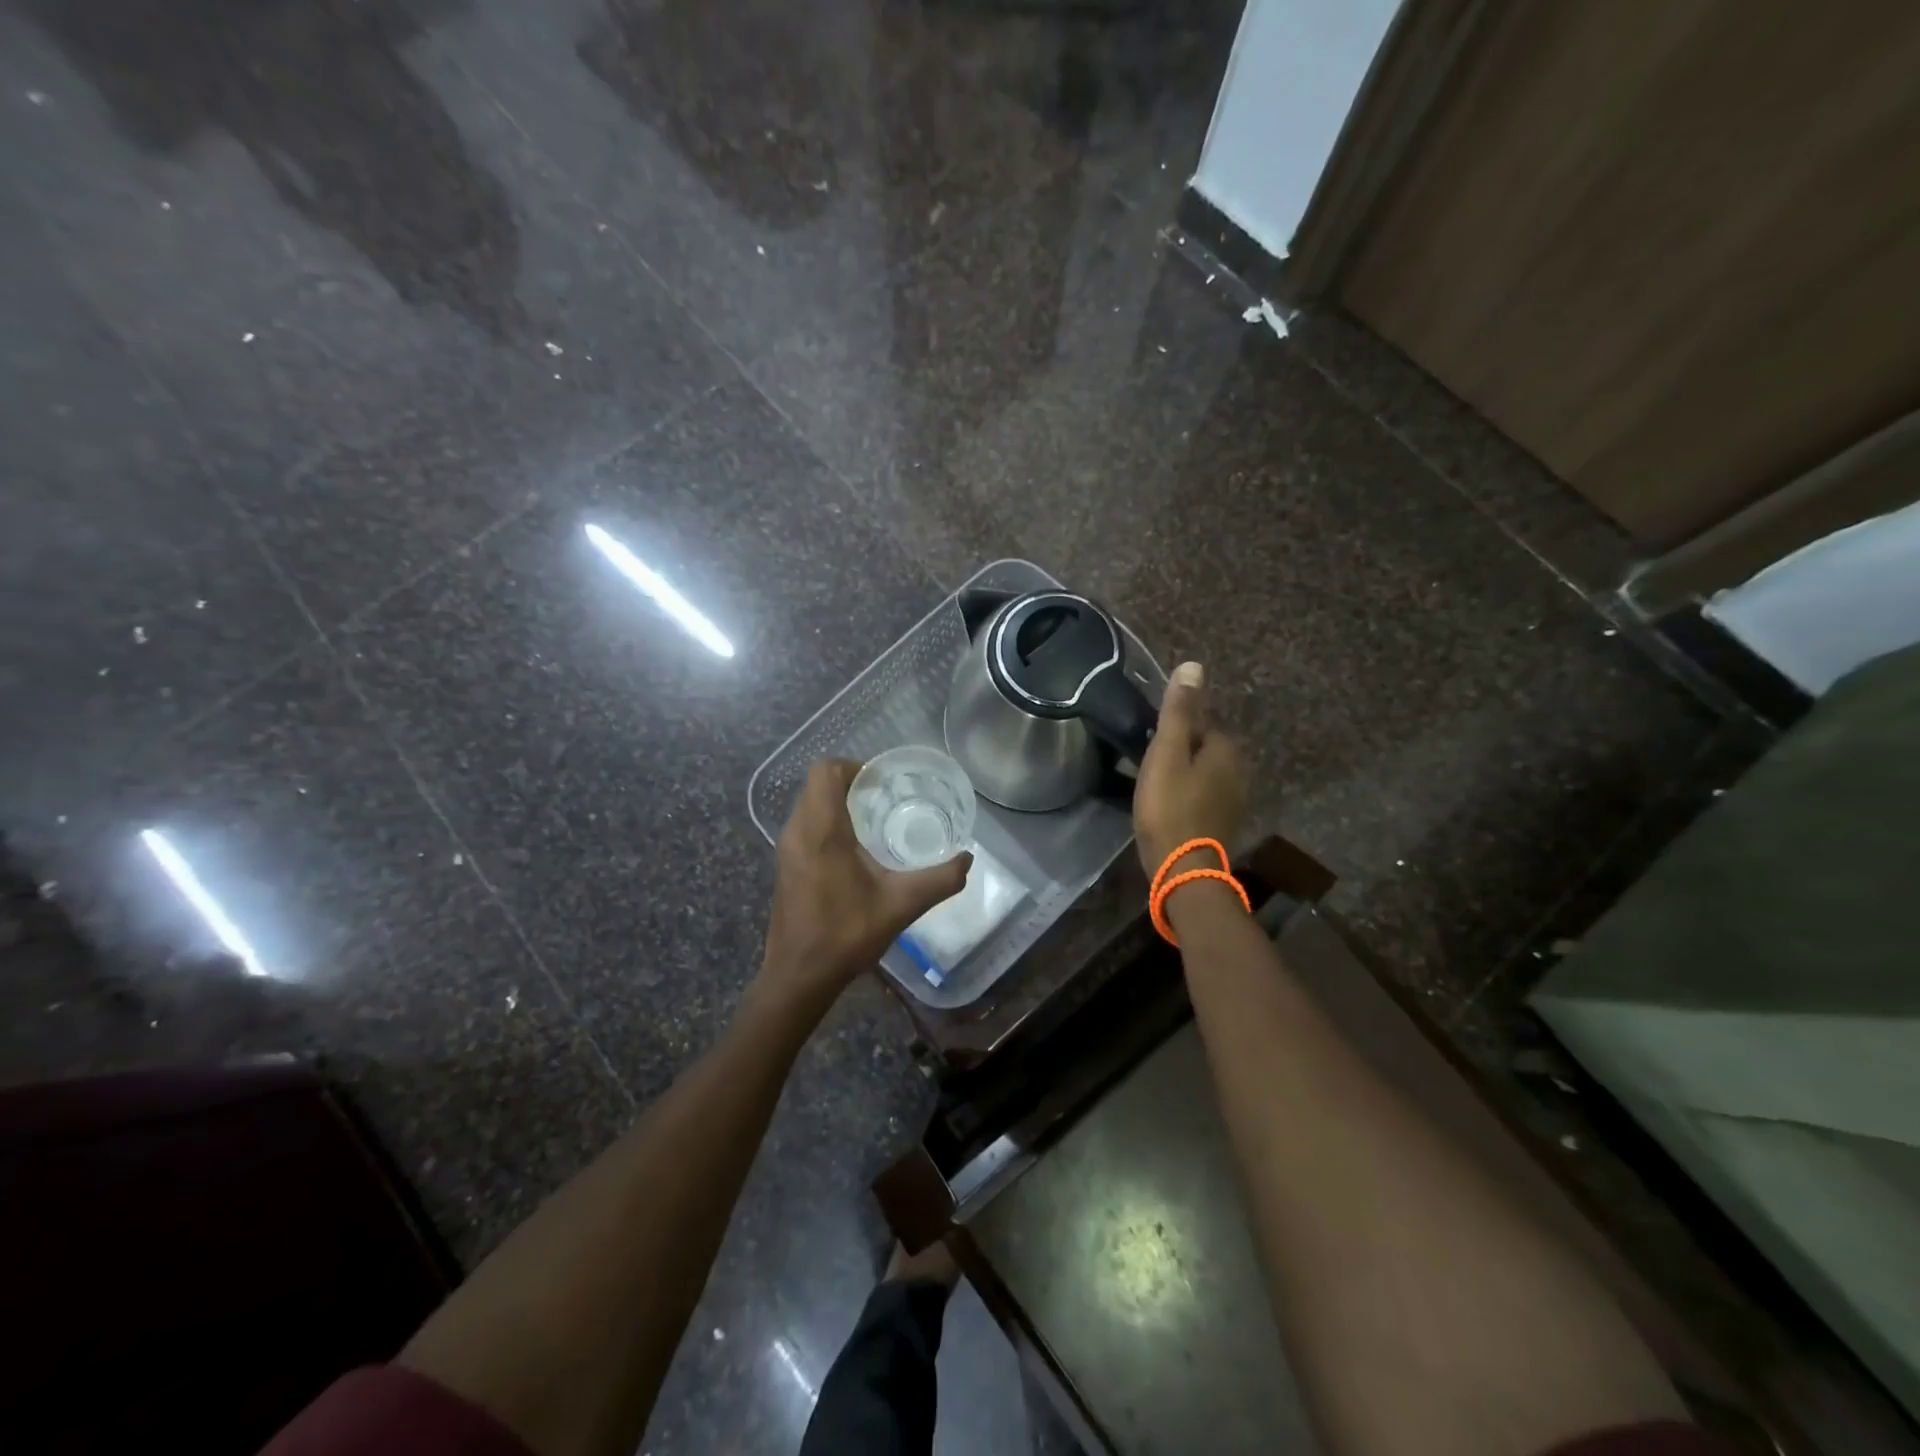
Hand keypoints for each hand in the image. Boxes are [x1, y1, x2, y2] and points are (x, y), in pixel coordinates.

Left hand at [755, 759, 971, 1017]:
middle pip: (818, 784)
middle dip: (851, 782)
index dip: (854, 767)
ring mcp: (786, 848)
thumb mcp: (901, 905)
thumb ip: (940, 880)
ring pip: (810, 804)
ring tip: (875, 820)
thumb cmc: (846, 934)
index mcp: (821, 830)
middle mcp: (797, 831)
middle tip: (886, 797)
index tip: (883, 782)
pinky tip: (855, 850)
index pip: (826, 771)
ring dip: (838, 802)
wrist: (799, 976)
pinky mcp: (786, 865)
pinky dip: (828, 822)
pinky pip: (805, 825)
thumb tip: (968, 859)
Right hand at [1134, 662, 1247, 875]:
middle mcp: (1239, 770)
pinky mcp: (1224, 822)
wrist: (1184, 869)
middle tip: (1150, 758)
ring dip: (1186, 771)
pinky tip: (1169, 802)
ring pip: (1206, 771)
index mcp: (1226, 749)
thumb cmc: (1170, 807)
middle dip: (1183, 747)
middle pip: (1207, 746)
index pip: (1204, 720)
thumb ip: (1179, 712)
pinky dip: (1189, 793)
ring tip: (1156, 779)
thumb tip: (1193, 666)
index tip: (1152, 736)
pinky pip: (1205, 794)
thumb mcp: (1167, 753)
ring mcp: (1235, 799)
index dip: (1176, 725)